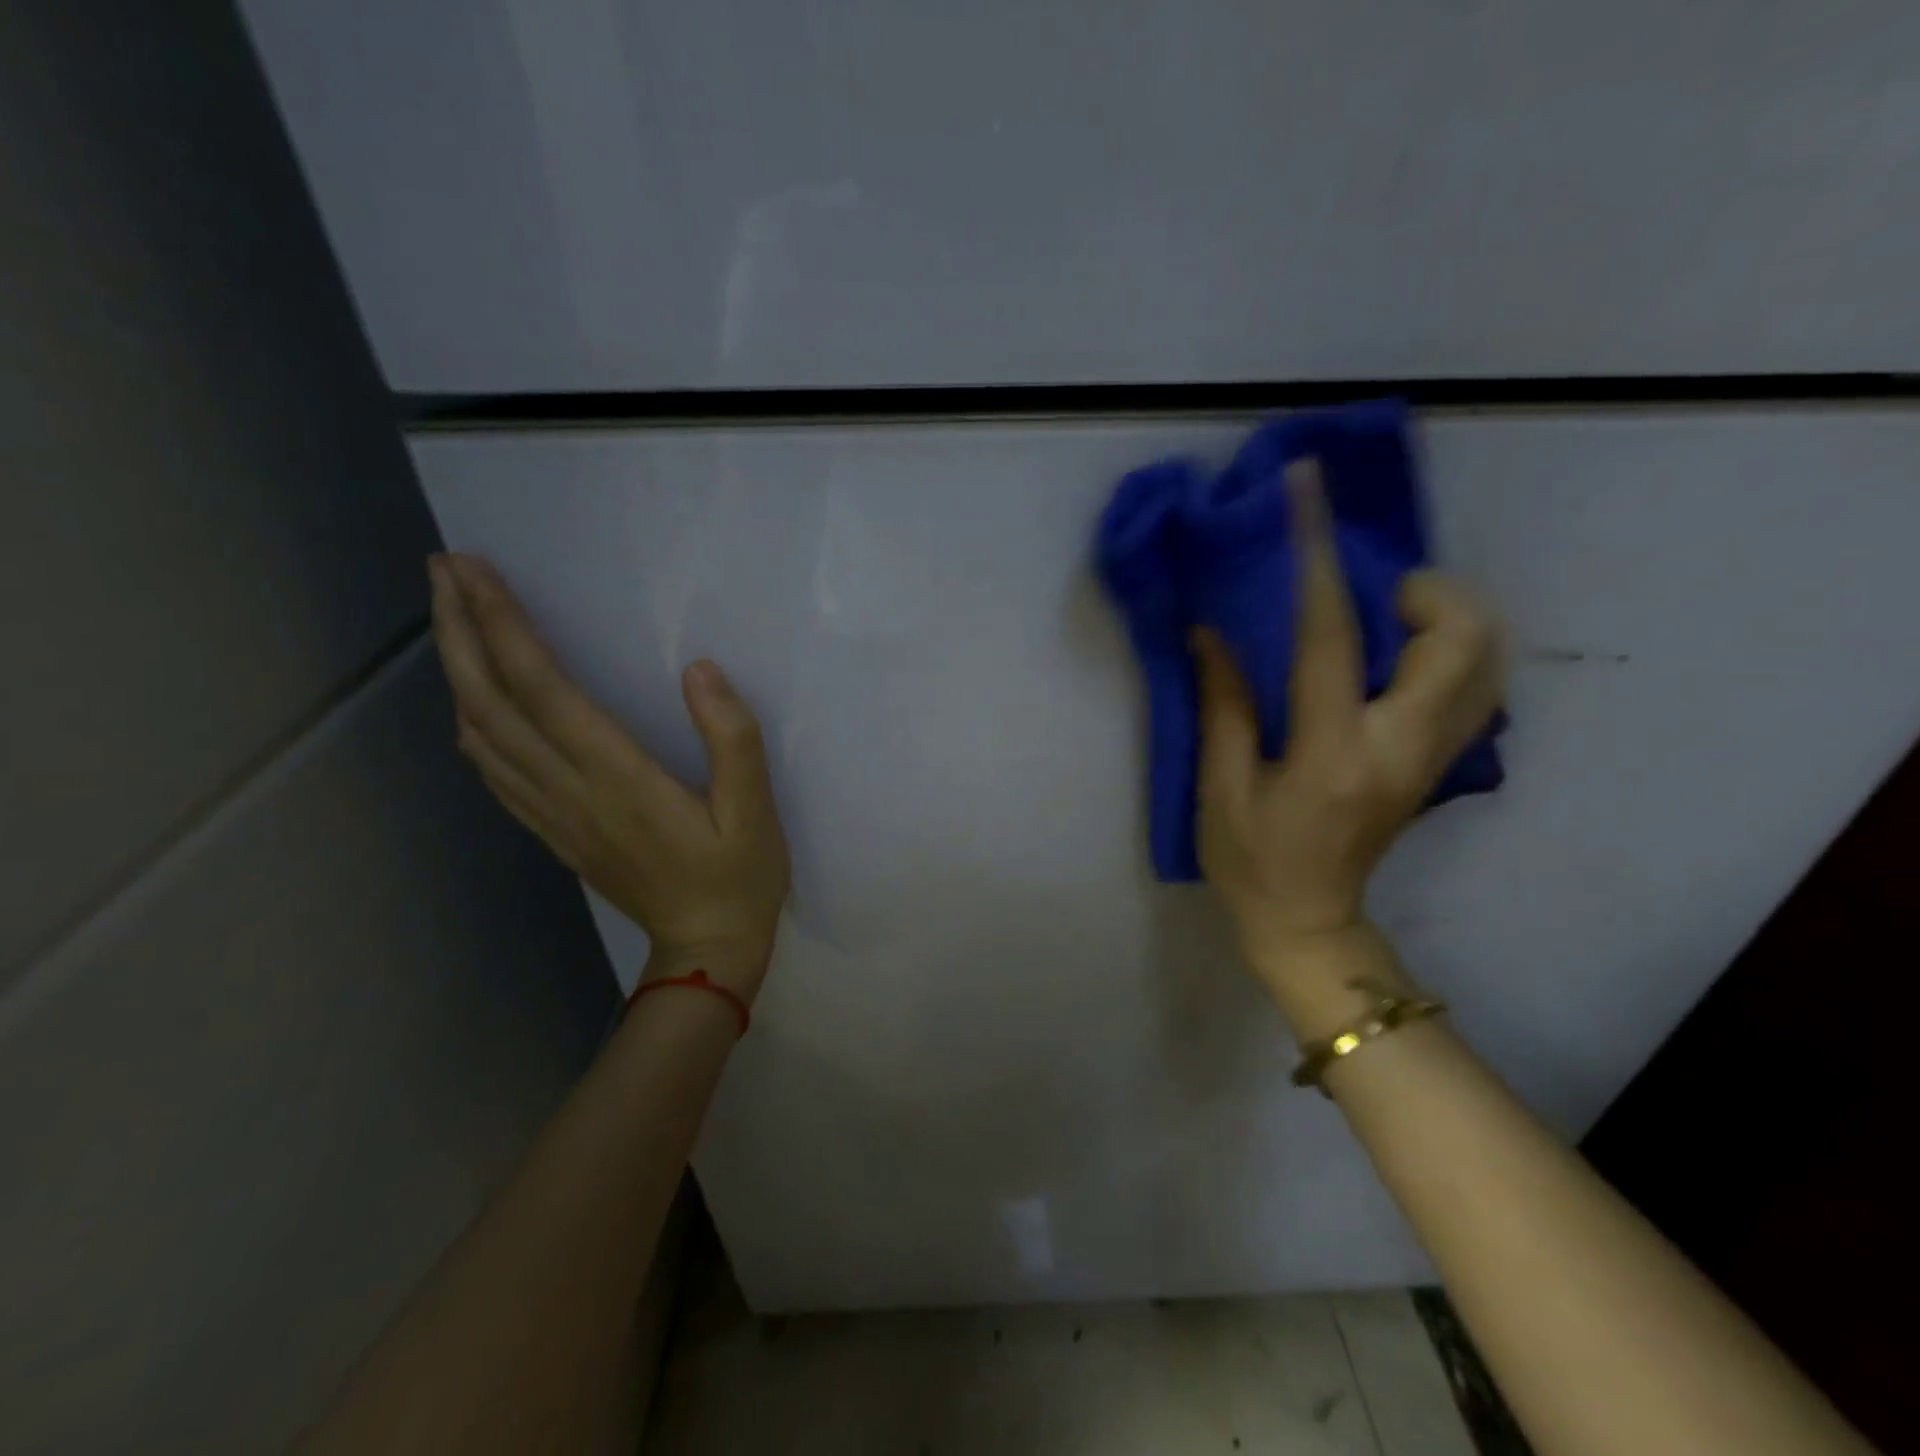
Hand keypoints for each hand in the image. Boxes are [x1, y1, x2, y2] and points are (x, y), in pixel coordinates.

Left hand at [427, 554, 789, 998]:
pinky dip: (472, 725)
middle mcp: (570, 789)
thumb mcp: (756, 808)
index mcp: (618, 777)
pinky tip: (472, 704)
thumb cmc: (739, 876)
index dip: (503, 625)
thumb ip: (732, 737)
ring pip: (482, 734)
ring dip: (458, 670)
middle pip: (493, 702)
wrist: (704, 951)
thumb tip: (699, 669)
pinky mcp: (554, 831)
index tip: (474, 570)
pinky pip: (495, 771)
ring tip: (450, 618)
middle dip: (461, 631)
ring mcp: (554, 814)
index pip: (544, 689)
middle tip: (442, 571)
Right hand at [1191, 460, 1501, 1002]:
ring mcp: (1432, 758)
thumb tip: (1214, 629)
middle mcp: (1401, 748)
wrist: (1309, 922)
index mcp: (1332, 753)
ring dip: (1447, 620)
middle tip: (1373, 593)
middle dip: (1427, 593)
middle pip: (1460, 643)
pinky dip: (1452, 652)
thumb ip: (1224, 704)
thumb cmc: (1252, 860)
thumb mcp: (1222, 787)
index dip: (1316, 560)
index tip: (1308, 495)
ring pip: (1486, 663)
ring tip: (1389, 618)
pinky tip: (1401, 656)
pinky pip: (1474, 688)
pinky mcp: (1439, 764)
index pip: (1331, 638)